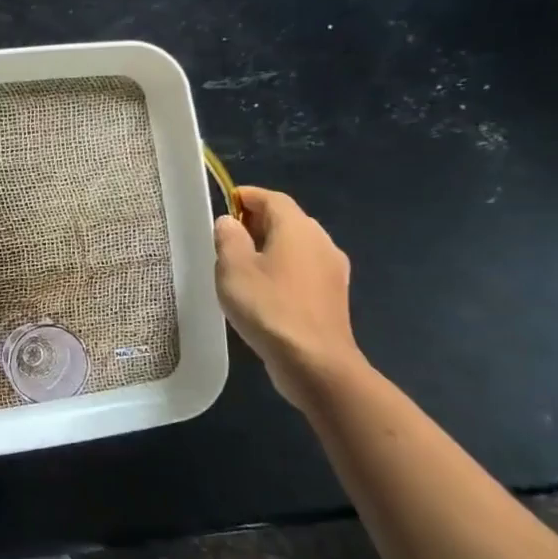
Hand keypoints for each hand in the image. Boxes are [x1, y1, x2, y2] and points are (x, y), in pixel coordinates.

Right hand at [213, 187, 364, 407]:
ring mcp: (332, 270)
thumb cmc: (268, 307)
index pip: (272, 198)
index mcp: (297, 228)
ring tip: (240, 263)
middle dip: (257, 221)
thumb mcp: (233, 268)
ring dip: (270, 245)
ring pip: (297, 245)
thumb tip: (230, 222)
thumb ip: (228, 238)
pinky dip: (283, 266)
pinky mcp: (333, 295)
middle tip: (227, 235)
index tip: (224, 203)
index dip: (247, 196)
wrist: (315, 362)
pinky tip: (264, 288)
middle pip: (287, 219)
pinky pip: (304, 267)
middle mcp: (321, 241)